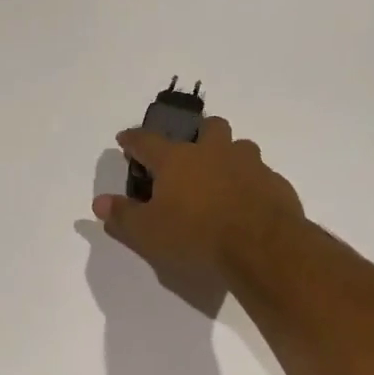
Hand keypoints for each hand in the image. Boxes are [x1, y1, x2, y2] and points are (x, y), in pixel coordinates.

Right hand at [92, 117, 303, 288]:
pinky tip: (244, 203)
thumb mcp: (148, 232)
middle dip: (195, 134)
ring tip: (219, 179)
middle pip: (207, 127)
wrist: (261, 246)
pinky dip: (248, 183)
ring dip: (227, 156)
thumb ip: (122, 215)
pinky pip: (259, 175)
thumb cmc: (195, 235)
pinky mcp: (274, 184)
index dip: (132, 140)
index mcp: (177, 160)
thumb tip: (99, 203)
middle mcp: (214, 152)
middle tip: (188, 153)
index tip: (124, 140)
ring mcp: (249, 165)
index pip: (147, 141)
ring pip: (239, 147)